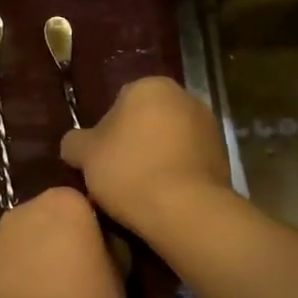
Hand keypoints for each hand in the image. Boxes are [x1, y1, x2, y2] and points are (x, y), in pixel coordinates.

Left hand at [0, 188, 124, 297]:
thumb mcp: (120, 276)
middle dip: (60, 237)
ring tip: (50, 293)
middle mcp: (26, 207)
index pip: (82, 205)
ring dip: (35, 254)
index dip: (92, 230)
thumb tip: (105, 246)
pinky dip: (15, 274)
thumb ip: (111, 249)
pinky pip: (6, 261)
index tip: (101, 256)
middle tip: (77, 272)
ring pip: (24, 238)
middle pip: (48, 216)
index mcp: (65, 201)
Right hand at [59, 76, 230, 236]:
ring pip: (169, 141)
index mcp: (149, 86)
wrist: (186, 211)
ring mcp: (208, 126)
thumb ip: (74, 142)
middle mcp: (184, 97)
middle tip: (116, 176)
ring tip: (139, 192)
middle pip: (146, 120)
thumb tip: (74, 143)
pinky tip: (163, 198)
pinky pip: (188, 161)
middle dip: (133, 143)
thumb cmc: (130, 171)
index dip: (105, 133)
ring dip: (155, 158)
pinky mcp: (223, 155)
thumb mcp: (85, 155)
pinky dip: (176, 173)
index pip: (118, 103)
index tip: (100, 161)